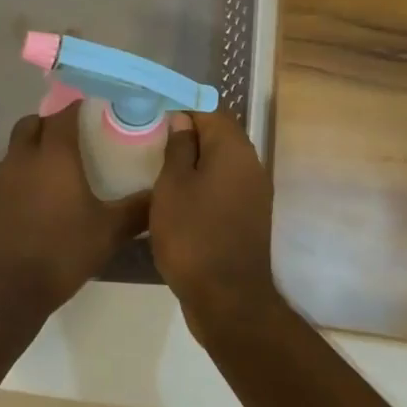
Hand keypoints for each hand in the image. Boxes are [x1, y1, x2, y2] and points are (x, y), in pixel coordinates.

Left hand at [0, 103, 148, 326]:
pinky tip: (28, 211)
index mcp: (53, 156)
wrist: (0, 292)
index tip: (91, 110)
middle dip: (49, 125)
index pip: (63, 114)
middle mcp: (21, 159)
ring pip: (14, 153)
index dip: (76, 107)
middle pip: (31, 124)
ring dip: (31, 155)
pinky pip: (1, 182)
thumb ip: (136, 211)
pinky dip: (15, 185)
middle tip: (70, 142)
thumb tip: (160, 194)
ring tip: (52, 179)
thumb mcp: (107, 234)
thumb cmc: (59, 253)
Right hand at [149, 111, 281, 343]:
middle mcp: (251, 163)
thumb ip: (178, 147)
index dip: (181, 108)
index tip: (153, 115)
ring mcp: (254, 191)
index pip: (209, 109)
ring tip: (160, 166)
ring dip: (195, 159)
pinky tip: (179, 194)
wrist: (227, 298)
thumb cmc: (192, 235)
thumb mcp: (172, 186)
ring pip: (222, 160)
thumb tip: (183, 120)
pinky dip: (204, 182)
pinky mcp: (249, 214)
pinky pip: (225, 184)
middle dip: (188, 133)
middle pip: (219, 134)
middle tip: (152, 140)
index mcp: (233, 149)